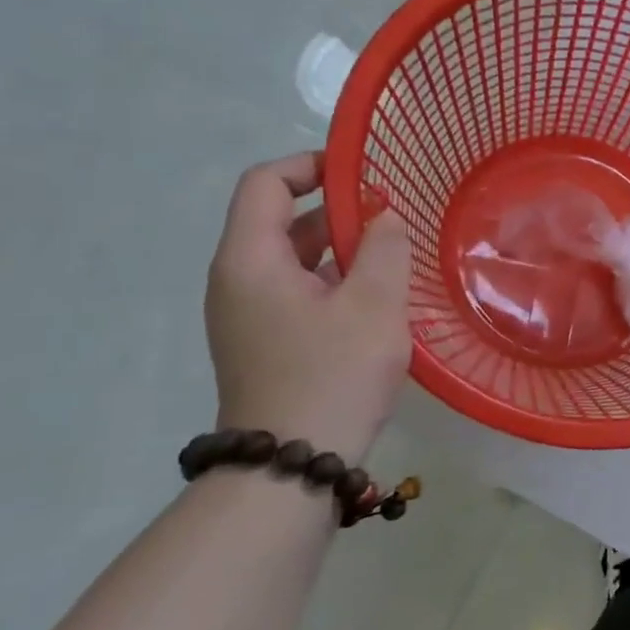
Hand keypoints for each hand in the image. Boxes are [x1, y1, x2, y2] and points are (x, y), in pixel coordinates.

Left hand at [204, 153, 413, 462]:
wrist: (293, 464)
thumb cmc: (333, 374)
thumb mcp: (374, 304)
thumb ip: (383, 247)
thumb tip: (382, 216)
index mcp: (250, 260)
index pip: (265, 183)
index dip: (311, 165)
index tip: (364, 172)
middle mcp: (236, 281)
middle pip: (279, 221)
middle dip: (336, 211)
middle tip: (393, 219)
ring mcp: (247, 316)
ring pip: (293, 261)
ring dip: (340, 250)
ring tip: (393, 259)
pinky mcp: (264, 343)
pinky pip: (297, 292)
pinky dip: (334, 282)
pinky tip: (377, 302)